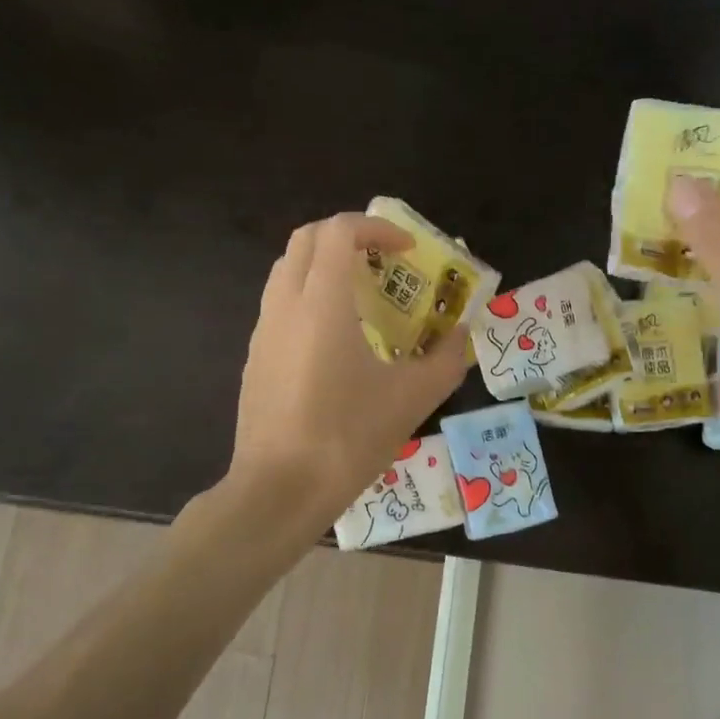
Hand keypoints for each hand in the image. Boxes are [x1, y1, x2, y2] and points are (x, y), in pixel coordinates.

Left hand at [228, 213, 468, 527]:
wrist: (277, 491)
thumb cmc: (346, 438)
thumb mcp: (411, 400)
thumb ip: (446, 360)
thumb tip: (464, 336)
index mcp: (321, 303)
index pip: (339, 231)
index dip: (377, 228)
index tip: (407, 251)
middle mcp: (285, 305)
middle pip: (306, 240)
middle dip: (347, 237)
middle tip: (383, 263)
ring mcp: (263, 332)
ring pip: (288, 271)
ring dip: (324, 267)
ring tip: (363, 298)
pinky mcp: (256, 359)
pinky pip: (280, 306)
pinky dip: (309, 299)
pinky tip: (336, 343)